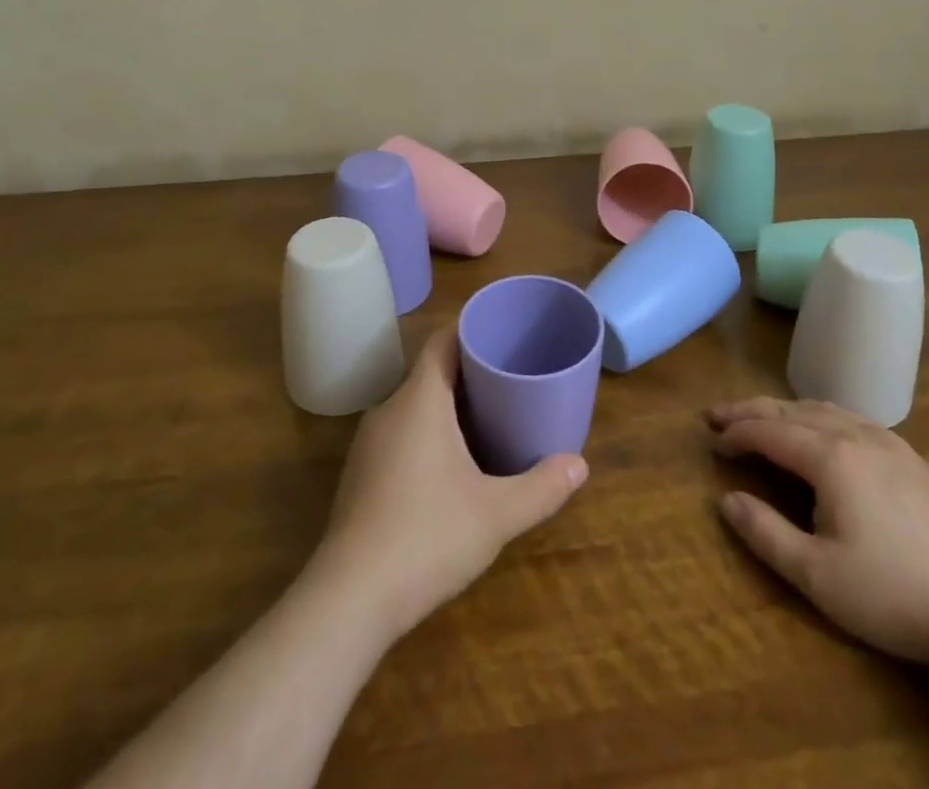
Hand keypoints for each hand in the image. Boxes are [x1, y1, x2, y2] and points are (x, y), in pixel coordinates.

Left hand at [314, 325, 587, 638]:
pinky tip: (450, 465)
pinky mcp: (360, 474)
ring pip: (414, 405)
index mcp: (420, 400)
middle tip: (509, 379)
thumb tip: (579, 465)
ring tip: (487, 417)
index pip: (443, 342)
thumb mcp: (496, 513)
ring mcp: (369, 443)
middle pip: (431, 372)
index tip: (502, 334)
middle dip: (468, 372)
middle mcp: (389, 410)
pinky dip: (427, 433)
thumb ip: (541, 487)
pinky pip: (400, 433)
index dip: (471, 330)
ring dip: (447, 405)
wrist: (349, 599)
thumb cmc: (427, 537)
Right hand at [707, 397, 928, 671]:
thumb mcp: (818, 576)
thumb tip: (725, 500)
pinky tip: (827, 432)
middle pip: (793, 410)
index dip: (736, 432)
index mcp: (830, 457)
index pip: (769, 431)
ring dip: (787, 410)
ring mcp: (892, 445)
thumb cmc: (895, 595)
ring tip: (764, 417)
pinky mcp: (917, 462)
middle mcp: (857, 436)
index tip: (711, 439)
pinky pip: (856, 421)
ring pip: (826, 410)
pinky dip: (823, 417)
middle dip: (752, 410)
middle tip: (719, 413)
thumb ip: (766, 534)